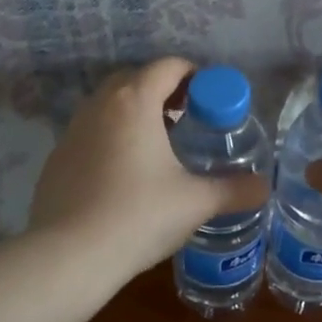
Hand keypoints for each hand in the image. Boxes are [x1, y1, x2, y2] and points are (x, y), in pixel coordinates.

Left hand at [28, 57, 271, 281]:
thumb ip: (234, 190)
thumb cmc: (139, 216)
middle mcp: (100, 106)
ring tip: (158, 146)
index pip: (167, 66)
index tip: (210, 99)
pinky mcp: (57, 158)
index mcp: (135, 102)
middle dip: (163, 91)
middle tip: (187, 119)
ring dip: (135, 114)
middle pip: (135, 79)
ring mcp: (72, 131)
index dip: (193, 75)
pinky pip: (90, 133)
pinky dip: (111, 138)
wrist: (69, 255)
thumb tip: (265, 187)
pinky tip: (124, 175)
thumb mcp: (195, 203)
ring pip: (108, 106)